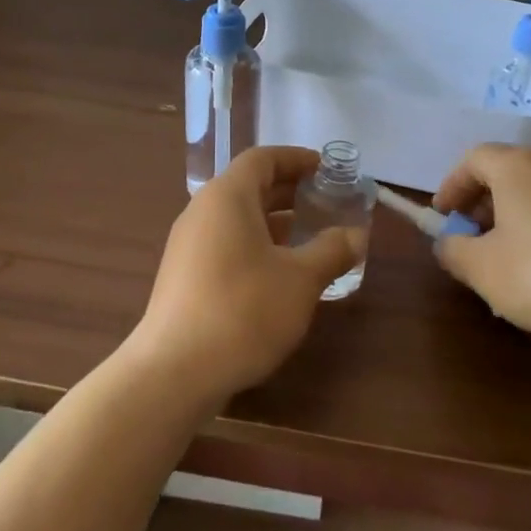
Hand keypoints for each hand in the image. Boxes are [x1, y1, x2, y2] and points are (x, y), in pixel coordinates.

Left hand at [128, 146, 362, 405]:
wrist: (174, 372)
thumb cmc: (243, 311)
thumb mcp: (300, 280)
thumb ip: (331, 250)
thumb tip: (355, 235)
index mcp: (227, 197)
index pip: (262, 159)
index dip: (296, 158)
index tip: (326, 168)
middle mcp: (202, 211)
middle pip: (249, 186)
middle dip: (289, 191)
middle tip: (326, 202)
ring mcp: (188, 245)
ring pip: (237, 218)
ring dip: (274, 221)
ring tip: (310, 238)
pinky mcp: (184, 276)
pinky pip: (225, 244)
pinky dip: (256, 245)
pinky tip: (280, 274)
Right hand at [432, 144, 530, 343]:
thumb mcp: (481, 269)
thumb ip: (452, 250)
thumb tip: (446, 243)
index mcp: (517, 167)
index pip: (474, 160)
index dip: (452, 185)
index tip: (443, 216)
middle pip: (508, 174)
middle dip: (484, 205)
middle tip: (473, 239)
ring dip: (518, 219)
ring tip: (511, 261)